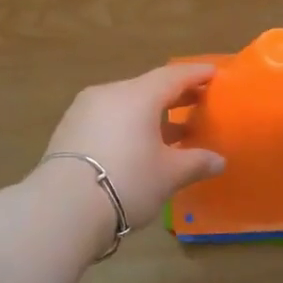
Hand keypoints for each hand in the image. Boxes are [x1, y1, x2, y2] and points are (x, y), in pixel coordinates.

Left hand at [41, 62, 225, 229]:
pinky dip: (128, 126)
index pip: (173, 76)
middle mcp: (110, 94)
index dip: (196, 75)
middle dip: (175, 95)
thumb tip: (219, 161)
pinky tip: (139, 146)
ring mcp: (84, 111)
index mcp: (138, 95)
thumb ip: (196, 163)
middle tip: (199, 102)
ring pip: (126, 104)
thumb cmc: (127, 181)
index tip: (214, 74)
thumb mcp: (169, 175)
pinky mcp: (69, 131)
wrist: (63, 208)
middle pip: (148, 88)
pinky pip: (108, 119)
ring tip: (173, 131)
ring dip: (150, 114)